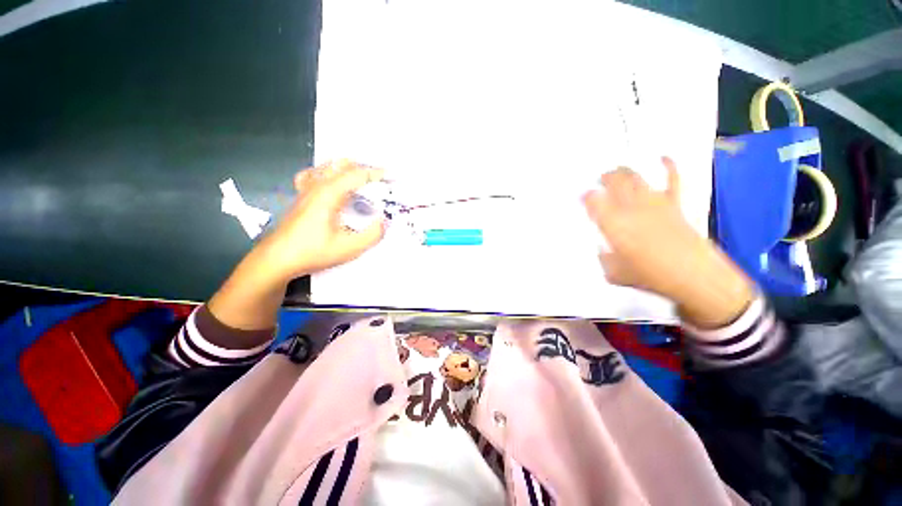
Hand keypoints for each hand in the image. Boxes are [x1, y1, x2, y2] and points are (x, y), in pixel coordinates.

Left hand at [256, 159, 385, 280]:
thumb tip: (385, 221)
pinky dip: (327, 173)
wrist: (277, 259)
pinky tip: (331, 182)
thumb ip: (372, 234)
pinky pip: (313, 175)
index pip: (356, 174)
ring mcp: (306, 190)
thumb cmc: (313, 252)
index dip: (376, 173)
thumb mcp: (349, 248)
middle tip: (380, 180)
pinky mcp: (300, 197)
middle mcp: (317, 186)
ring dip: (348, 169)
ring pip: (328, 167)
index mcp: (329, 194)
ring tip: (362, 179)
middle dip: (364, 168)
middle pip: (343, 166)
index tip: (390, 176)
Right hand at [582, 158, 753, 328]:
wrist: (693, 276)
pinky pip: (673, 180)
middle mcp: (631, 208)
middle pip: (614, 183)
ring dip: (624, 172)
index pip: (594, 201)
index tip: (582, 197)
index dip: (586, 196)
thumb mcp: (615, 274)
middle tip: (598, 180)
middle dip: (604, 178)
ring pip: (636, 178)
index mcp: (613, 224)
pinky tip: (664, 158)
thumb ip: (604, 260)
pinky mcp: (675, 205)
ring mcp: (654, 203)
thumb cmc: (650, 276)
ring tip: (617, 171)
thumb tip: (603, 252)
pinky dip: (669, 167)